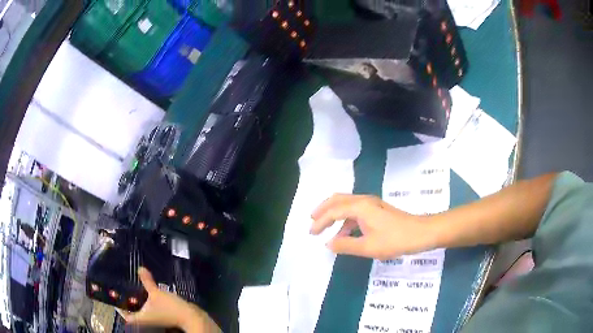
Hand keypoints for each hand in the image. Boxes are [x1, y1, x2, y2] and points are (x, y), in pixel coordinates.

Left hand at [117, 267, 220, 332]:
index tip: (115, 295)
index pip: (125, 315)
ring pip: (141, 309)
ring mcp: (154, 319)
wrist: (190, 316)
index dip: (119, 307)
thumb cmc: (170, 308)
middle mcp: (146, 320)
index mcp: (140, 317)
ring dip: (137, 300)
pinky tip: (147, 291)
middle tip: (123, 287)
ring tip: (133, 287)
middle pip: (132, 312)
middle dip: (128, 301)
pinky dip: (146, 301)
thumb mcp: (156, 293)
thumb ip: (147, 281)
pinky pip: (149, 308)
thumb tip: (140, 268)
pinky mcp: (161, 316)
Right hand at [311, 194, 436, 259]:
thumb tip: (328, 244)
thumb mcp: (368, 246)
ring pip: (346, 203)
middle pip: (337, 199)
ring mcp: (372, 204)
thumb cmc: (395, 239)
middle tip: (312, 220)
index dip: (320, 222)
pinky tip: (345, 232)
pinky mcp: (377, 210)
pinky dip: (345, 219)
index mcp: (360, 207)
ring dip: (333, 213)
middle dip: (323, 209)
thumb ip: (346, 245)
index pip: (333, 211)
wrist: (421, 233)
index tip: (312, 234)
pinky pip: (355, 210)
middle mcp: (364, 200)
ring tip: (324, 226)